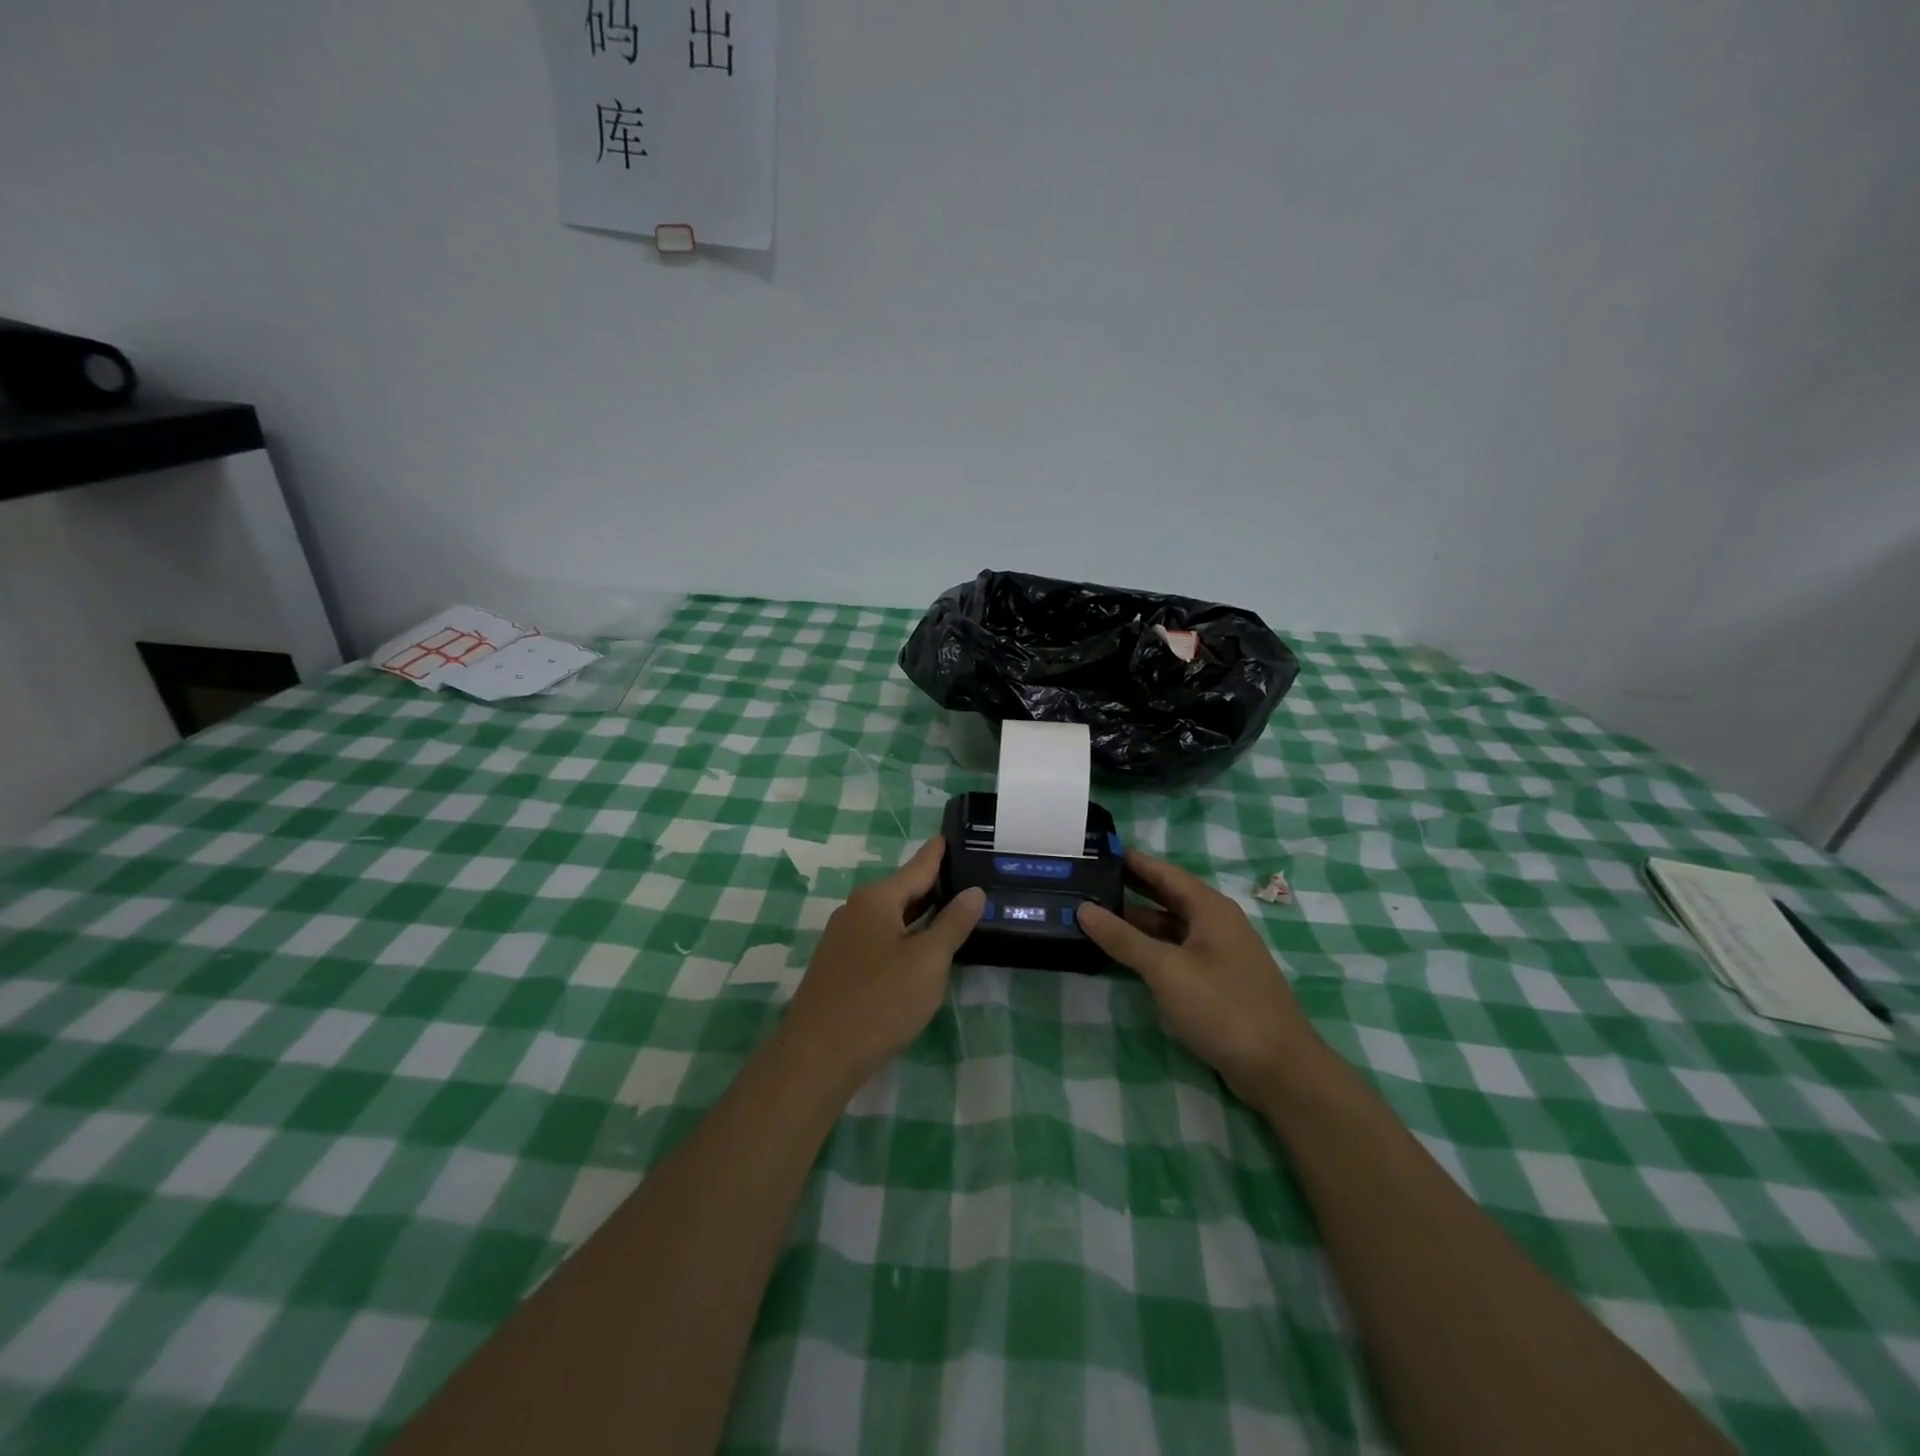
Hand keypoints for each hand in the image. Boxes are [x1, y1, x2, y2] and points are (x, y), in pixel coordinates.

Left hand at [782, 838, 984, 1085]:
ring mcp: (843, 938)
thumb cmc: (881, 1000)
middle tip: (967, 876)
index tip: (952, 834)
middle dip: (933, 884)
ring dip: (919, 913)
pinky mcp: (839, 965)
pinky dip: (903, 935)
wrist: (819, 1054)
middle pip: (902, 889)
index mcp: (877, 899)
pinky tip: (919, 949)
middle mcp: (855, 909)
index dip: (938, 852)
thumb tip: (974, 892)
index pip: (917, 866)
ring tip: (951, 909)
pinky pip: (879, 938)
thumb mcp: (928, 961)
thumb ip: (952, 924)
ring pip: (890, 916)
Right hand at [1077, 850, 1321, 1107]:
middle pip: (1167, 897)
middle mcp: (1216, 924)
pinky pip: (1177, 953)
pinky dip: (1151, 949)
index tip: (1097, 851)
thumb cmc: (1222, 1006)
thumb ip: (1123, 938)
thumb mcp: (1166, 969)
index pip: (1164, 872)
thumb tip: (1083, 908)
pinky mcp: (1217, 983)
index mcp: (1210, 909)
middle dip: (1130, 889)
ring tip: (1095, 916)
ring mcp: (1219, 955)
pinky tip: (1125, 955)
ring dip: (1137, 923)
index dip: (1132, 861)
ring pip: (1170, 928)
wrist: (1279, 1069)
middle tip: (1087, 882)